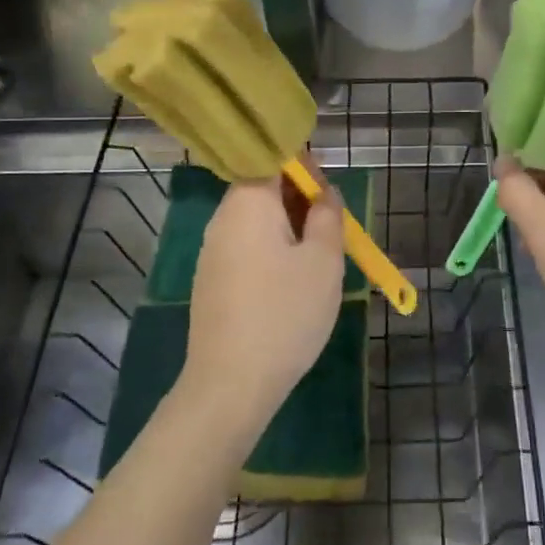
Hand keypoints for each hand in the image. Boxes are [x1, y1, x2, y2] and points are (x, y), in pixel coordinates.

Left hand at [183, 162, 344, 439]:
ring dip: (289, 227)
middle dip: (300, 200)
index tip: (330, 192)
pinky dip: (272, 250)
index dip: (305, 167)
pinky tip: (292, 281)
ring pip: (257, 221)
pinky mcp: (212, 280)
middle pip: (263, 189)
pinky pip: (247, 247)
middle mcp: (223, 218)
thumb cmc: (285, 313)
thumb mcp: (323, 260)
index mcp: (248, 202)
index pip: (273, 160)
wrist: (230, 384)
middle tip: (332, 226)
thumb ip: (328, 216)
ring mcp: (213, 251)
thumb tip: (324, 194)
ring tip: (319, 255)